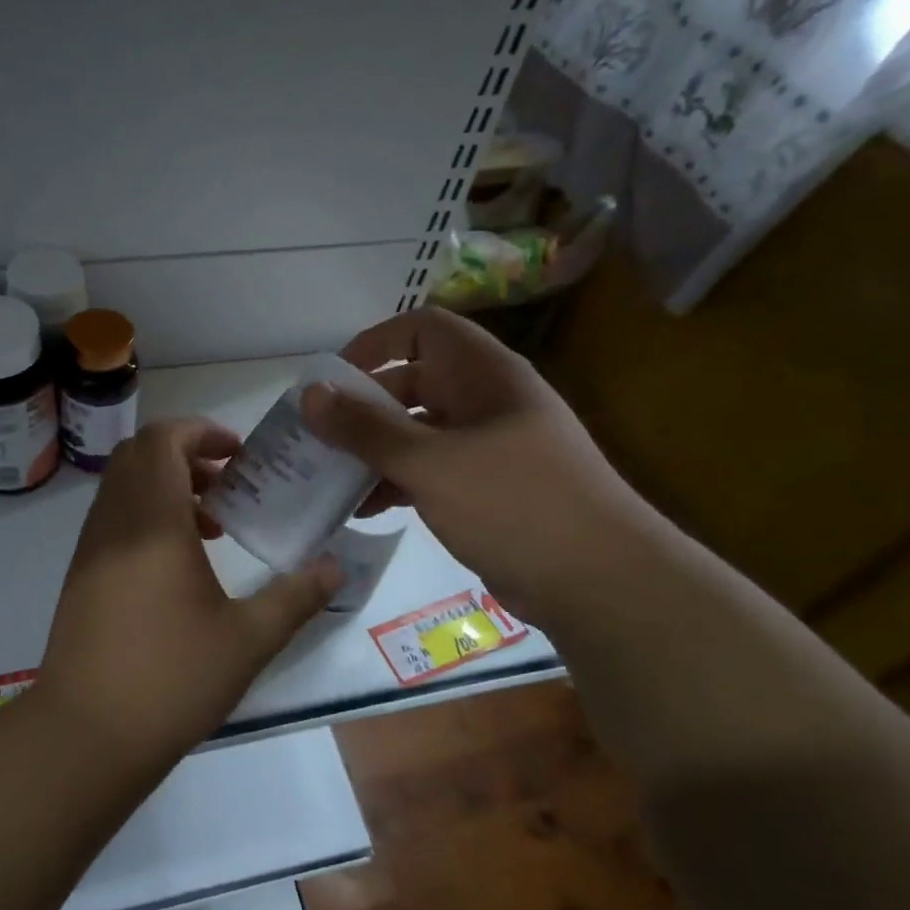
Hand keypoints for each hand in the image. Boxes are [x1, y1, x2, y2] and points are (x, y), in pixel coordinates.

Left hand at [36, 420, 338, 762]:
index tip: (238, 453)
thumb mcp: (248, 640)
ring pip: (123, 487)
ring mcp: (90, 548)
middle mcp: (114, 523)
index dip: (200, 431)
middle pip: (138, 455)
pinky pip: (113, 519)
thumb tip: (337, 568)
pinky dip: (146, 516)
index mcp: (152, 522)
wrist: (85, 735)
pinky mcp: (80, 575)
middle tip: (229, 483)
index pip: (161, 440)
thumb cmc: (171, 680)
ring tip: (213, 526)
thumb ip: (296, 596)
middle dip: (186, 454)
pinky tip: (180, 564)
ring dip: (166, 487)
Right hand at [299, 308, 654, 624]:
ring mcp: (488, 447)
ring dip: (374, 449)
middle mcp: (486, 400)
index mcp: (483, 374)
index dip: (375, 343)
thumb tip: (309, 394)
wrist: (600, 581)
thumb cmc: (514, 503)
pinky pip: (430, 470)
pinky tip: (363, 508)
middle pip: (413, 382)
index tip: (333, 380)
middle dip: (363, 406)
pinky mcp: (486, 489)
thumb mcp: (431, 463)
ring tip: (328, 476)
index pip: (423, 328)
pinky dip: (396, 481)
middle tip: (316, 436)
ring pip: (418, 431)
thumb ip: (366, 428)